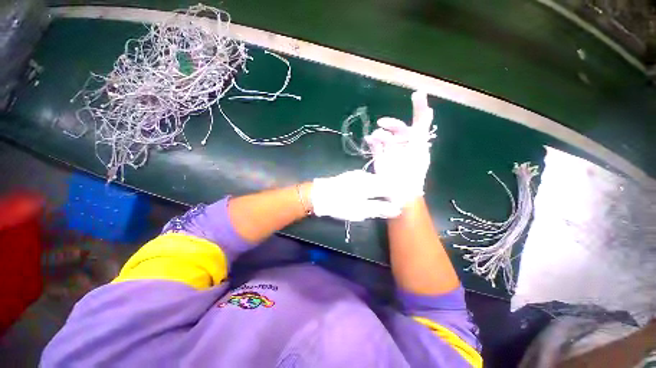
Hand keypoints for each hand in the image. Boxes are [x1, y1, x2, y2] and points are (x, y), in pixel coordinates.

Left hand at [310, 170, 401, 221]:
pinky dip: (374, 186)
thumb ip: (379, 208)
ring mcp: (359, 174)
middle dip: (391, 191)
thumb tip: (396, 209)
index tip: (401, 203)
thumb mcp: (360, 210)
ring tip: (384, 198)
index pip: (392, 186)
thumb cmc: (339, 204)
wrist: (319, 195)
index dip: (398, 194)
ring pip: (377, 179)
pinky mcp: (352, 175)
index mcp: (370, 183)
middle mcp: (367, 175)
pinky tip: (372, 193)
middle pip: (385, 181)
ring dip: (382, 188)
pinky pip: (369, 179)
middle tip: (394, 202)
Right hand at [364, 91, 434, 206]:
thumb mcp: (418, 151)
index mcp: (417, 143)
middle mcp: (404, 145)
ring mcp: (392, 151)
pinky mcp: (381, 157)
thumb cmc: (412, 175)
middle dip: (391, 124)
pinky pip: (376, 145)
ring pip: (386, 136)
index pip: (419, 122)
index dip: (418, 108)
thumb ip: (421, 132)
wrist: (399, 193)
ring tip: (377, 136)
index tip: (416, 94)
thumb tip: (427, 111)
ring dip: (381, 134)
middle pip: (399, 128)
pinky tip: (370, 139)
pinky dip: (373, 141)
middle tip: (381, 123)